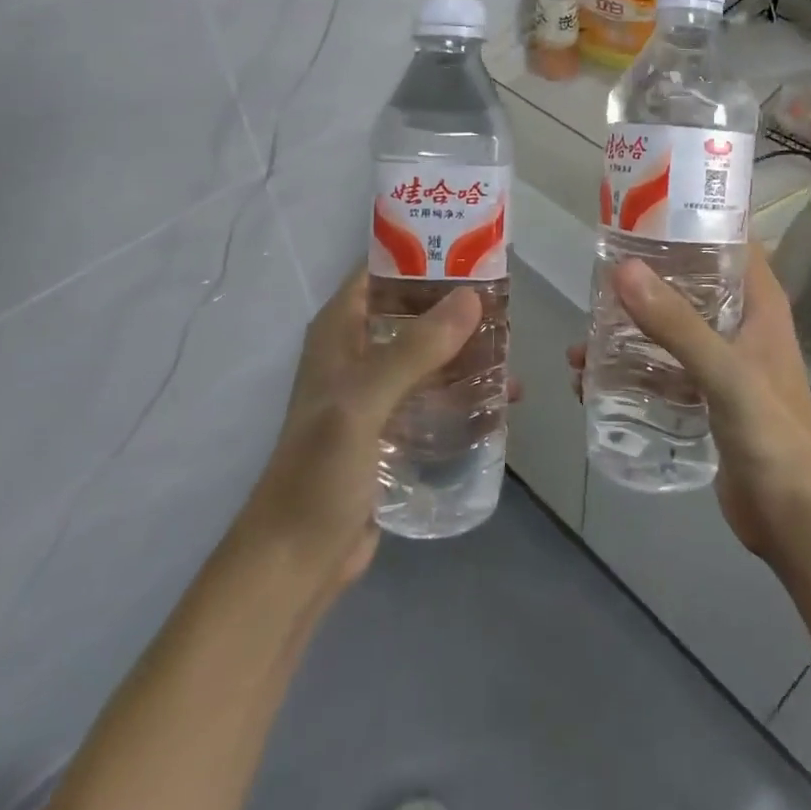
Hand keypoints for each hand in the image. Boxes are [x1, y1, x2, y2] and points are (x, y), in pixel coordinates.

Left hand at [237, 269, 498, 594]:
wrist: (296, 562)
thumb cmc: (319, 472)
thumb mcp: (364, 402)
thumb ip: (415, 350)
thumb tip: (472, 298)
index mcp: (340, 331)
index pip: (380, 270)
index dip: (422, 252)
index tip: (473, 247)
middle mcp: (358, 352)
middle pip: (413, 309)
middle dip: (457, 304)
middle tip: (507, 300)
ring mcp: (377, 392)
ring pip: (429, 351)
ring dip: (468, 348)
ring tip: (514, 347)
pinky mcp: (394, 428)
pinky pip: (436, 393)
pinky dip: (465, 389)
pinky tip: (502, 397)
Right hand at [568, 249, 810, 563]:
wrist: (799, 521)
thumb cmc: (773, 433)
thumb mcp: (724, 372)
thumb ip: (676, 324)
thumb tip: (622, 269)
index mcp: (759, 304)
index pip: (728, 242)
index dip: (690, 221)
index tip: (640, 212)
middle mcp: (741, 326)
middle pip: (689, 286)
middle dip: (644, 282)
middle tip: (595, 278)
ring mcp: (723, 365)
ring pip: (670, 332)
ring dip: (629, 334)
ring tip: (580, 344)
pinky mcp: (706, 400)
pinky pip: (663, 373)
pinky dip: (632, 374)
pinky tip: (593, 385)